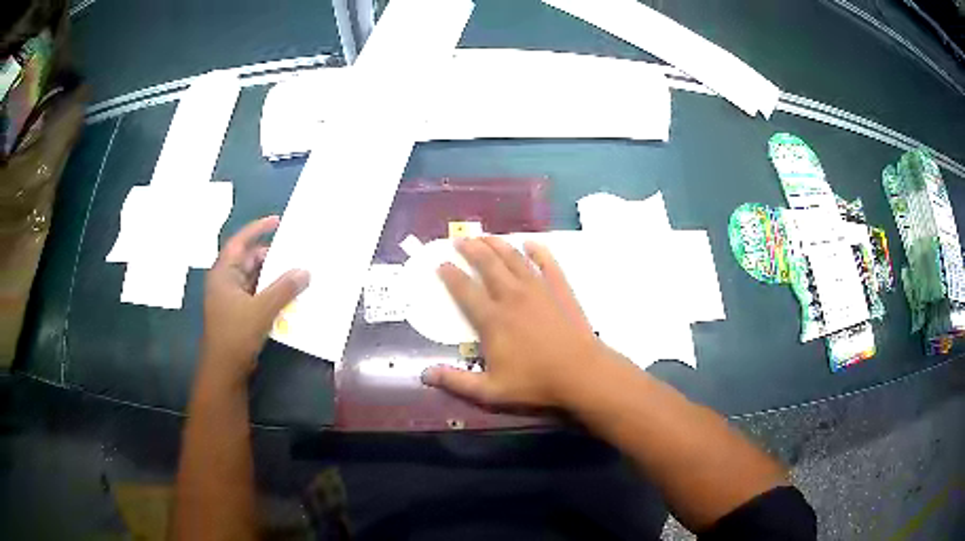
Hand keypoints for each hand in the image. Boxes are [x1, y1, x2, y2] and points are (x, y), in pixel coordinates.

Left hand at [201, 216, 309, 384]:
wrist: (225, 370)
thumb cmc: (236, 334)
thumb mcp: (262, 309)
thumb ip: (284, 288)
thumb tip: (305, 271)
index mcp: (224, 273)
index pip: (240, 242)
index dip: (258, 228)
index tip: (278, 221)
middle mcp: (226, 281)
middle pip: (250, 260)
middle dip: (272, 257)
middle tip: (296, 254)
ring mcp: (232, 299)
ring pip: (255, 279)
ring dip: (274, 278)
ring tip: (297, 274)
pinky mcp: (239, 314)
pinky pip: (258, 295)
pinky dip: (272, 294)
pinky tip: (289, 297)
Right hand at [421, 236, 608, 407]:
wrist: (580, 372)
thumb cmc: (535, 382)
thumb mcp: (490, 390)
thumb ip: (456, 381)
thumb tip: (424, 375)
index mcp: (492, 319)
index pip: (465, 290)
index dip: (450, 275)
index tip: (441, 263)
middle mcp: (512, 296)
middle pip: (488, 265)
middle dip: (471, 249)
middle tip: (460, 240)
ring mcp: (538, 289)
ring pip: (514, 258)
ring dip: (498, 244)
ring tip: (485, 236)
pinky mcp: (560, 289)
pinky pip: (547, 263)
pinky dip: (538, 250)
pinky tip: (530, 243)